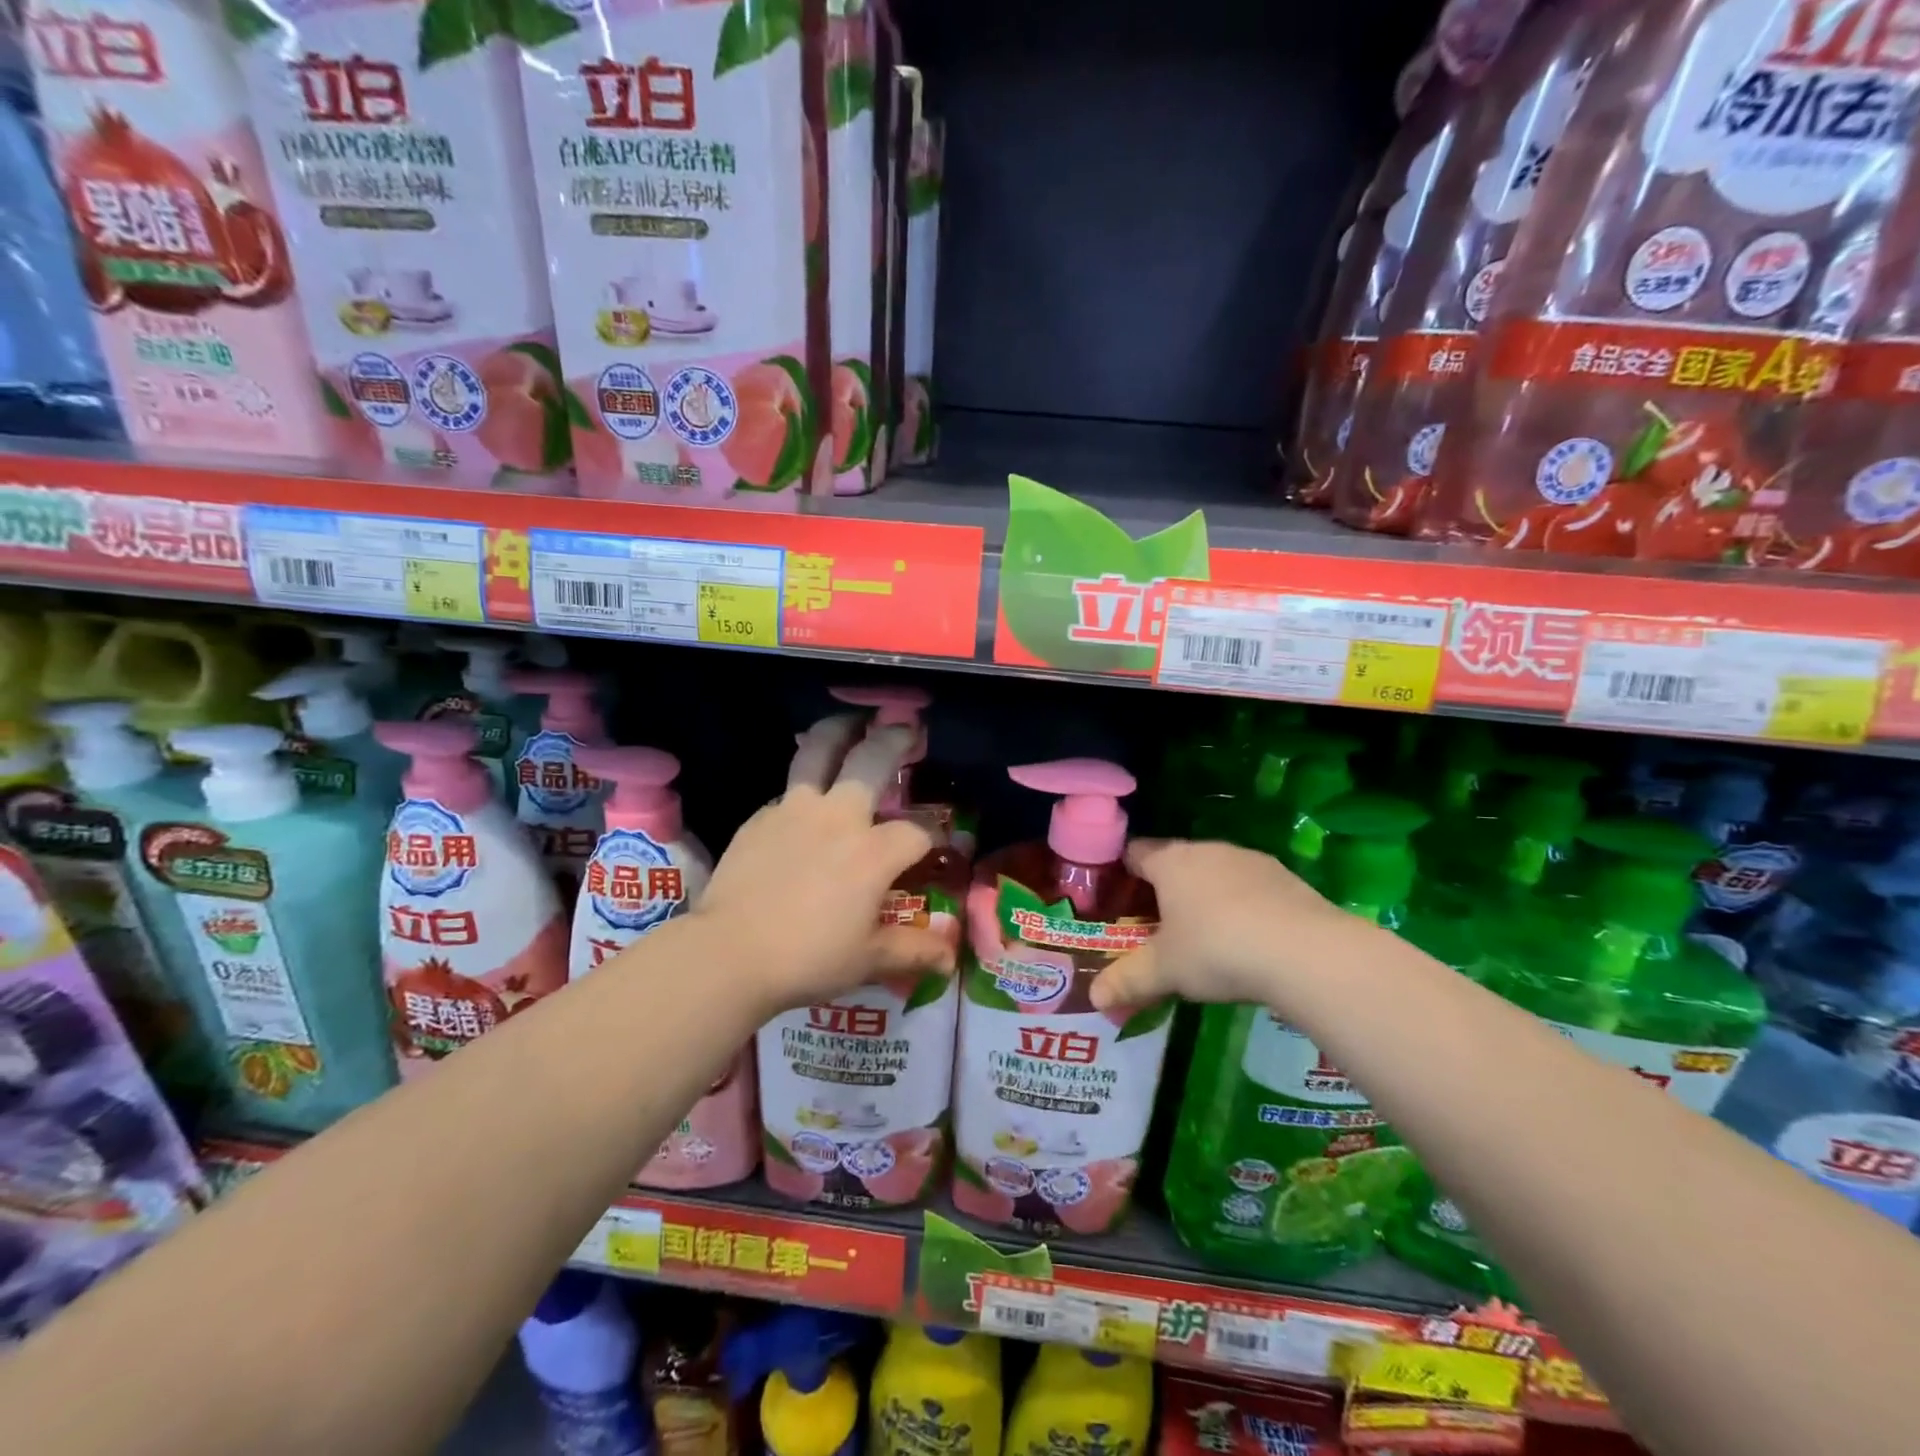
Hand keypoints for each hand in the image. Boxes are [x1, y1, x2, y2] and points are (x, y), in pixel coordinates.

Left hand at [692, 715, 954, 1015]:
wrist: (729, 953)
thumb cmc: (808, 958)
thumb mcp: (868, 959)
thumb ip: (913, 951)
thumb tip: (950, 959)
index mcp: (873, 852)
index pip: (916, 832)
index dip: (933, 835)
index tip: (936, 845)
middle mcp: (838, 818)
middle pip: (872, 760)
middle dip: (895, 740)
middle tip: (906, 728)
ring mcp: (795, 811)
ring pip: (818, 752)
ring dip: (840, 731)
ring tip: (851, 722)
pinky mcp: (760, 818)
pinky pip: (788, 791)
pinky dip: (804, 786)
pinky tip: (804, 803)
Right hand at [1090, 839, 1363, 1011]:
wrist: (1306, 952)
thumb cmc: (1217, 950)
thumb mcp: (1165, 971)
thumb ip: (1128, 980)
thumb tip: (1094, 997)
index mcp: (1171, 862)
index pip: (1136, 852)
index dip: (1123, 870)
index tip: (1116, 894)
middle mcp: (1208, 850)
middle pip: (1176, 860)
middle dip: (1165, 888)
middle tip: (1157, 924)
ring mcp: (1251, 861)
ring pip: (1216, 872)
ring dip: (1207, 895)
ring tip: (1204, 934)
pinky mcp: (1287, 878)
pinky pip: (1252, 887)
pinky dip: (1243, 906)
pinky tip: (1248, 939)